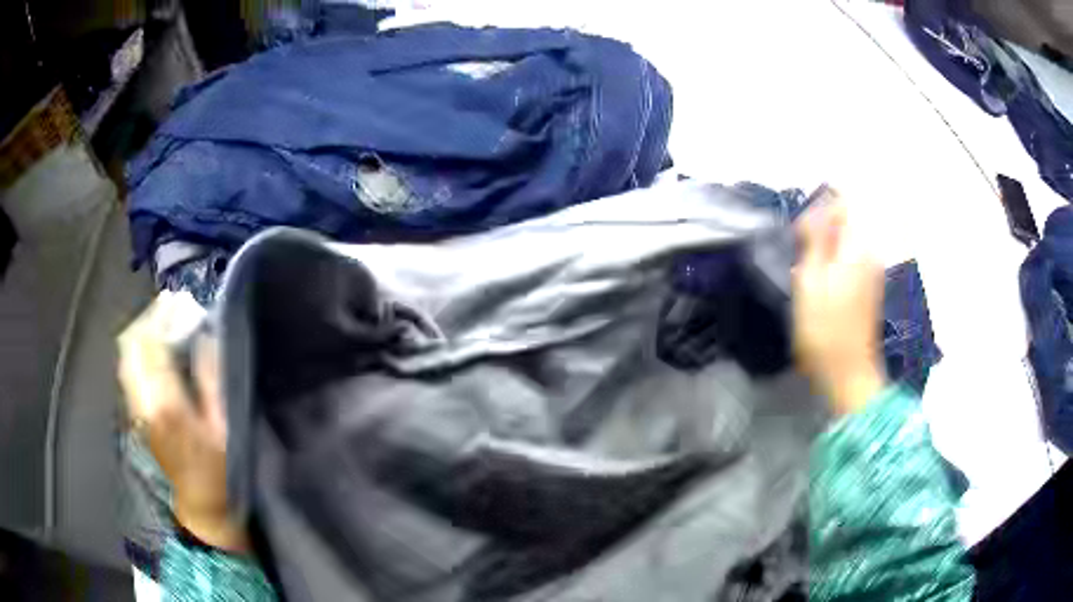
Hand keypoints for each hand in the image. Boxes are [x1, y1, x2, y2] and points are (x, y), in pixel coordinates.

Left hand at [118, 294, 248, 551]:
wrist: (200, 507)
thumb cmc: (220, 471)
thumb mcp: (226, 427)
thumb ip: (212, 378)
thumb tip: (204, 336)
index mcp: (166, 403)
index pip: (151, 344)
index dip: (162, 316)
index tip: (179, 301)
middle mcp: (141, 401)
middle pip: (130, 344)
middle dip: (148, 319)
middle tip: (171, 308)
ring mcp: (134, 408)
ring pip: (125, 355)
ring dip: (141, 332)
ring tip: (163, 323)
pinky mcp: (134, 413)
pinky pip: (127, 369)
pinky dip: (138, 350)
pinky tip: (154, 350)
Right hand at [793, 189, 885, 414]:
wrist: (848, 374)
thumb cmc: (824, 330)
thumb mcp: (810, 280)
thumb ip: (816, 239)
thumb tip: (817, 210)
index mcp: (857, 246)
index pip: (843, 203)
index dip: (819, 210)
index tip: (802, 234)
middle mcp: (870, 252)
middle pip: (846, 221)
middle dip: (822, 230)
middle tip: (801, 257)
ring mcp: (873, 271)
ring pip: (847, 241)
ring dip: (826, 248)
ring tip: (808, 273)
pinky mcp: (870, 287)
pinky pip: (851, 258)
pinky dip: (835, 263)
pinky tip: (821, 287)